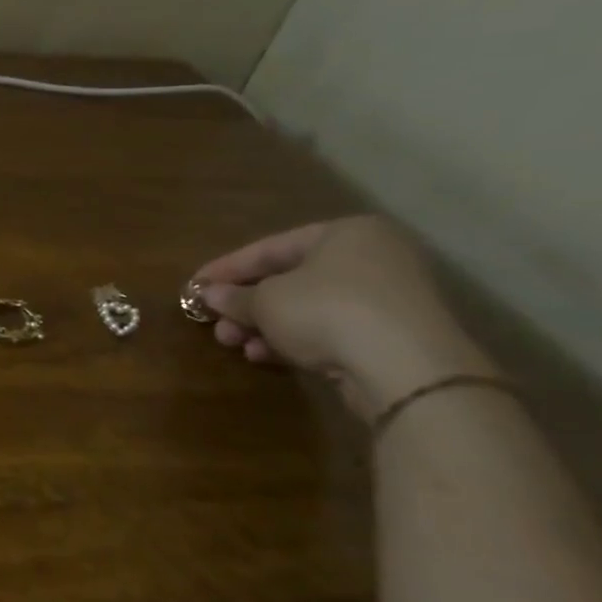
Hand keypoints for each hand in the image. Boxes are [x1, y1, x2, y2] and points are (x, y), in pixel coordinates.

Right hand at [192, 216, 491, 418]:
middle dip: (246, 305)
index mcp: (344, 233)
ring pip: (307, 308)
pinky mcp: (393, 335)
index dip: (226, 268)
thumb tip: (209, 295)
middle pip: (289, 279)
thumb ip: (234, 297)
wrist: (407, 369)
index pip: (269, 248)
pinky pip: (330, 330)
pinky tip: (265, 356)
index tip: (194, 286)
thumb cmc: (326, 311)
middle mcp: (371, 258)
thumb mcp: (266, 301)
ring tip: (235, 345)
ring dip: (264, 326)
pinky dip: (294, 340)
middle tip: (216, 324)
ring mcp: (387, 298)